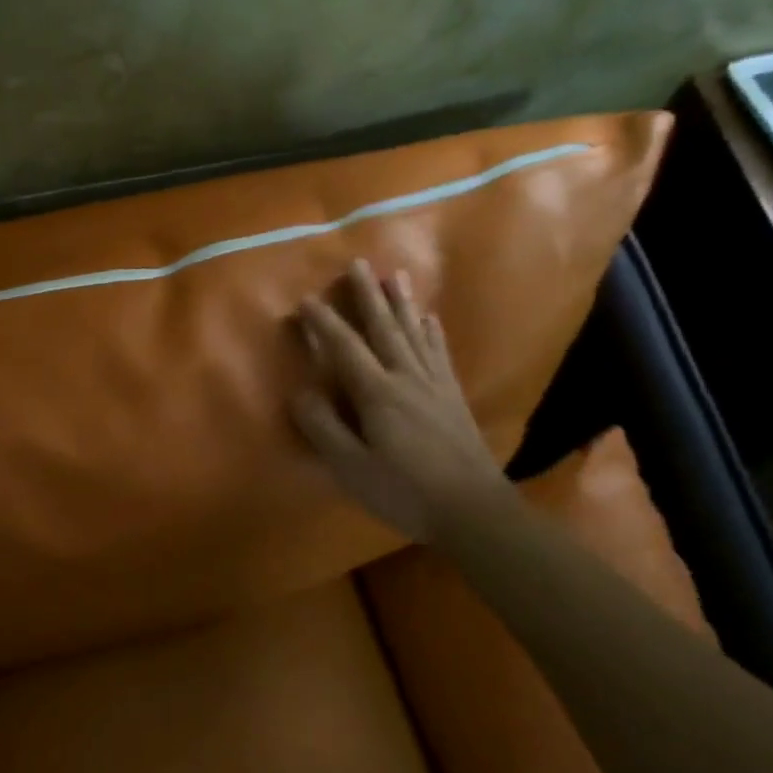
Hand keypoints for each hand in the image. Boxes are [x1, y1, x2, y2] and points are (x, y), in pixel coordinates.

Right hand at [291, 258, 512, 540]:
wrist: (472, 509)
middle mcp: (406, 377)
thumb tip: (299, 391)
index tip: (306, 299)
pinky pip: (439, 352)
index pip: (344, 348)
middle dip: (368, 295)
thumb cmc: (403, 491)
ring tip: (394, 274)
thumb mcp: (351, 467)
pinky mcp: (452, 395)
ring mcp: (434, 384)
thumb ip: (323, 427)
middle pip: (383, 328)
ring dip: (401, 302)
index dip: (323, 323)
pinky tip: (429, 318)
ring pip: (413, 332)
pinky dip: (431, 331)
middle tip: (357, 263)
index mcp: (377, 393)